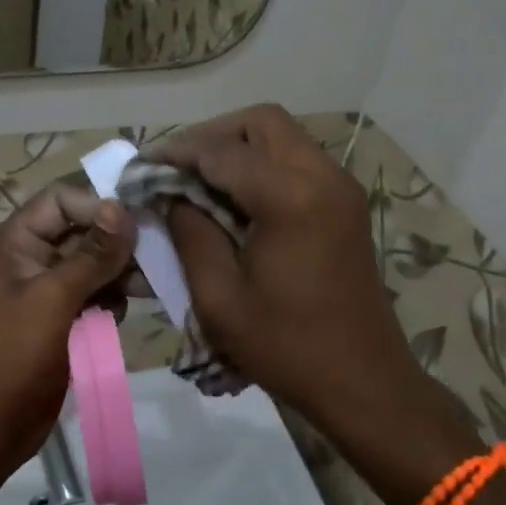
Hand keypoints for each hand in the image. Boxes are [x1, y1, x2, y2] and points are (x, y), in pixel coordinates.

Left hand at [0, 187, 135, 478]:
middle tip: (153, 260)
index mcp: (14, 243)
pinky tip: (115, 318)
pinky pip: (93, 295)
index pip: (59, 201)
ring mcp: (45, 291)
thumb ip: (91, 254)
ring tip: (144, 289)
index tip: (135, 227)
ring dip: (117, 275)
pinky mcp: (61, 319)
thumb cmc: (15, 354)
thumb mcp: (54, 298)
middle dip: (115, 245)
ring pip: (92, 265)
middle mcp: (29, 259)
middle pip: (80, 232)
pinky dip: (109, 301)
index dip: (97, 207)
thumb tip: (122, 208)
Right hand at [151, 105, 438, 428]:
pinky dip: (260, 165)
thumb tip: (172, 194)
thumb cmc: (286, 347)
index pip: (222, 151)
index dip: (177, 152)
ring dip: (236, 147)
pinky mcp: (345, 204)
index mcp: (291, 198)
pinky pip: (296, 160)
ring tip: (198, 180)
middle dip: (212, 135)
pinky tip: (233, 198)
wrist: (363, 383)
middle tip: (175, 167)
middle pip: (262, 122)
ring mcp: (341, 188)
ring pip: (282, 137)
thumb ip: (190, 233)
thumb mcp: (219, 297)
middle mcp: (323, 177)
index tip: (142, 166)